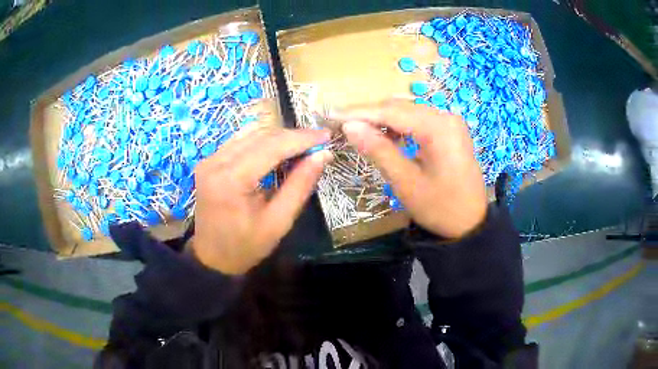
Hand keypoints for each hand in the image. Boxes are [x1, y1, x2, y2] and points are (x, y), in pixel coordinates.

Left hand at [192, 126, 331, 274]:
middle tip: (317, 142)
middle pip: (260, 136)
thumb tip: (322, 155)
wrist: (212, 258)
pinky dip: (261, 141)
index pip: (271, 146)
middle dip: (292, 136)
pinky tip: (277, 149)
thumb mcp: (279, 221)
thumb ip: (300, 185)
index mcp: (232, 179)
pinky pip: (239, 141)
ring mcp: (210, 159)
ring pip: (250, 134)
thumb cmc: (246, 246)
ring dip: (278, 137)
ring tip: (301, 146)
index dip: (301, 138)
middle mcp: (216, 162)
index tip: (326, 136)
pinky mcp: (209, 161)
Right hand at [332, 100, 486, 238]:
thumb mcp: (406, 182)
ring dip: (382, 120)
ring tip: (358, 131)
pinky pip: (418, 121)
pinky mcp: (449, 131)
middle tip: (341, 125)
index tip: (332, 115)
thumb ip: (378, 150)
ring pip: (407, 113)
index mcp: (438, 127)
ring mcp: (449, 122)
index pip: (391, 112)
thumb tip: (349, 126)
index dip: (359, 113)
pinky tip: (385, 136)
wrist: (471, 224)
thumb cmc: (440, 208)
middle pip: (400, 108)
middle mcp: (445, 116)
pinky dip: (399, 127)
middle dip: (369, 115)